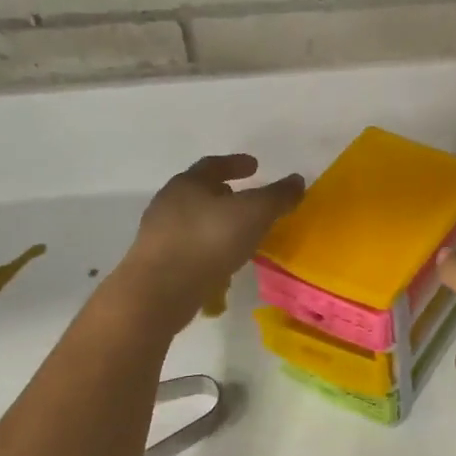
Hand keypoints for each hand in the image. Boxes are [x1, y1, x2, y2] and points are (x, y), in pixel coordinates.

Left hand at [120, 154, 303, 328]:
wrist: (159, 292)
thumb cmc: (208, 241)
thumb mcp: (254, 213)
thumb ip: (277, 196)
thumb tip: (297, 180)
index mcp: (188, 183)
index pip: (213, 164)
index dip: (236, 164)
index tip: (255, 166)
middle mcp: (168, 203)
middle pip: (200, 192)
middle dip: (225, 193)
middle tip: (248, 200)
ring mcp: (160, 235)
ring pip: (194, 221)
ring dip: (217, 223)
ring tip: (241, 234)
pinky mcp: (158, 263)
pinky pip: (190, 248)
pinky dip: (209, 248)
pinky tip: (224, 262)